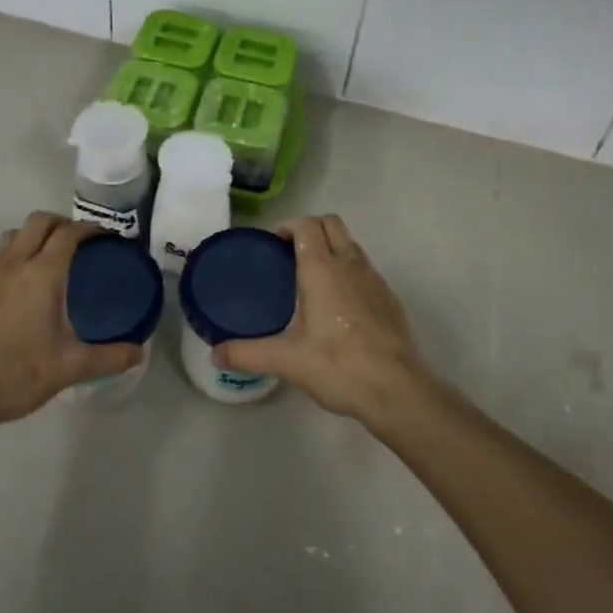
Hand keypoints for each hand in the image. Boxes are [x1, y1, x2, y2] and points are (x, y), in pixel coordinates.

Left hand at [0, 212, 141, 432]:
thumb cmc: (17, 374)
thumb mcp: (70, 368)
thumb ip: (109, 357)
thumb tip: (139, 353)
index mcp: (43, 274)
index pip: (69, 233)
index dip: (90, 228)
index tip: (106, 236)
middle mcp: (15, 264)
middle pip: (39, 221)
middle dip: (62, 223)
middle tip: (80, 242)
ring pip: (14, 234)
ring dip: (35, 234)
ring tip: (50, 256)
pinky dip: (16, 254)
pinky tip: (23, 286)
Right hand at [214, 214, 433, 426]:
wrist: (396, 389)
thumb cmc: (338, 366)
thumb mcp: (287, 361)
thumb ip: (248, 354)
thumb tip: (216, 354)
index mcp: (322, 268)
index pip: (307, 225)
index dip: (288, 226)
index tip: (273, 244)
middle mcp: (350, 264)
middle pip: (331, 224)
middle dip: (310, 229)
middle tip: (290, 254)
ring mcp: (374, 279)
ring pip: (350, 244)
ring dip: (332, 248)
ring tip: (312, 278)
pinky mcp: (389, 297)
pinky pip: (365, 269)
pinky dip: (349, 271)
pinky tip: (339, 305)